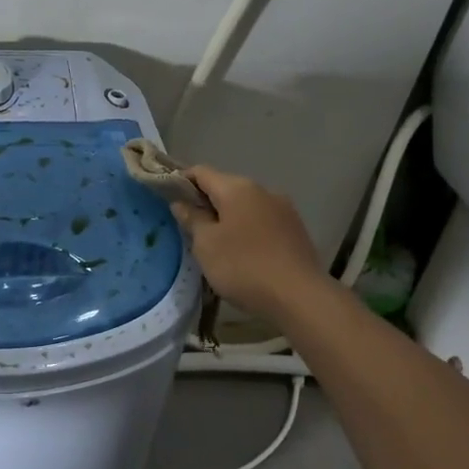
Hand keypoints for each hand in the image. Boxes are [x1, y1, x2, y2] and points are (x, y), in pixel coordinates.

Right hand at [170, 166, 330, 324]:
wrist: (300, 296)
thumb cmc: (244, 266)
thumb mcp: (206, 245)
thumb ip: (192, 219)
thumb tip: (181, 203)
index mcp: (237, 188)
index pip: (201, 172)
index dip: (181, 181)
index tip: (168, 198)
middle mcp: (262, 190)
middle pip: (225, 187)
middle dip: (206, 203)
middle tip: (190, 228)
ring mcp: (283, 209)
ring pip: (245, 205)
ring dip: (228, 218)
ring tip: (216, 244)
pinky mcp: (295, 229)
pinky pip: (262, 221)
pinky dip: (247, 230)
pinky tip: (243, 253)